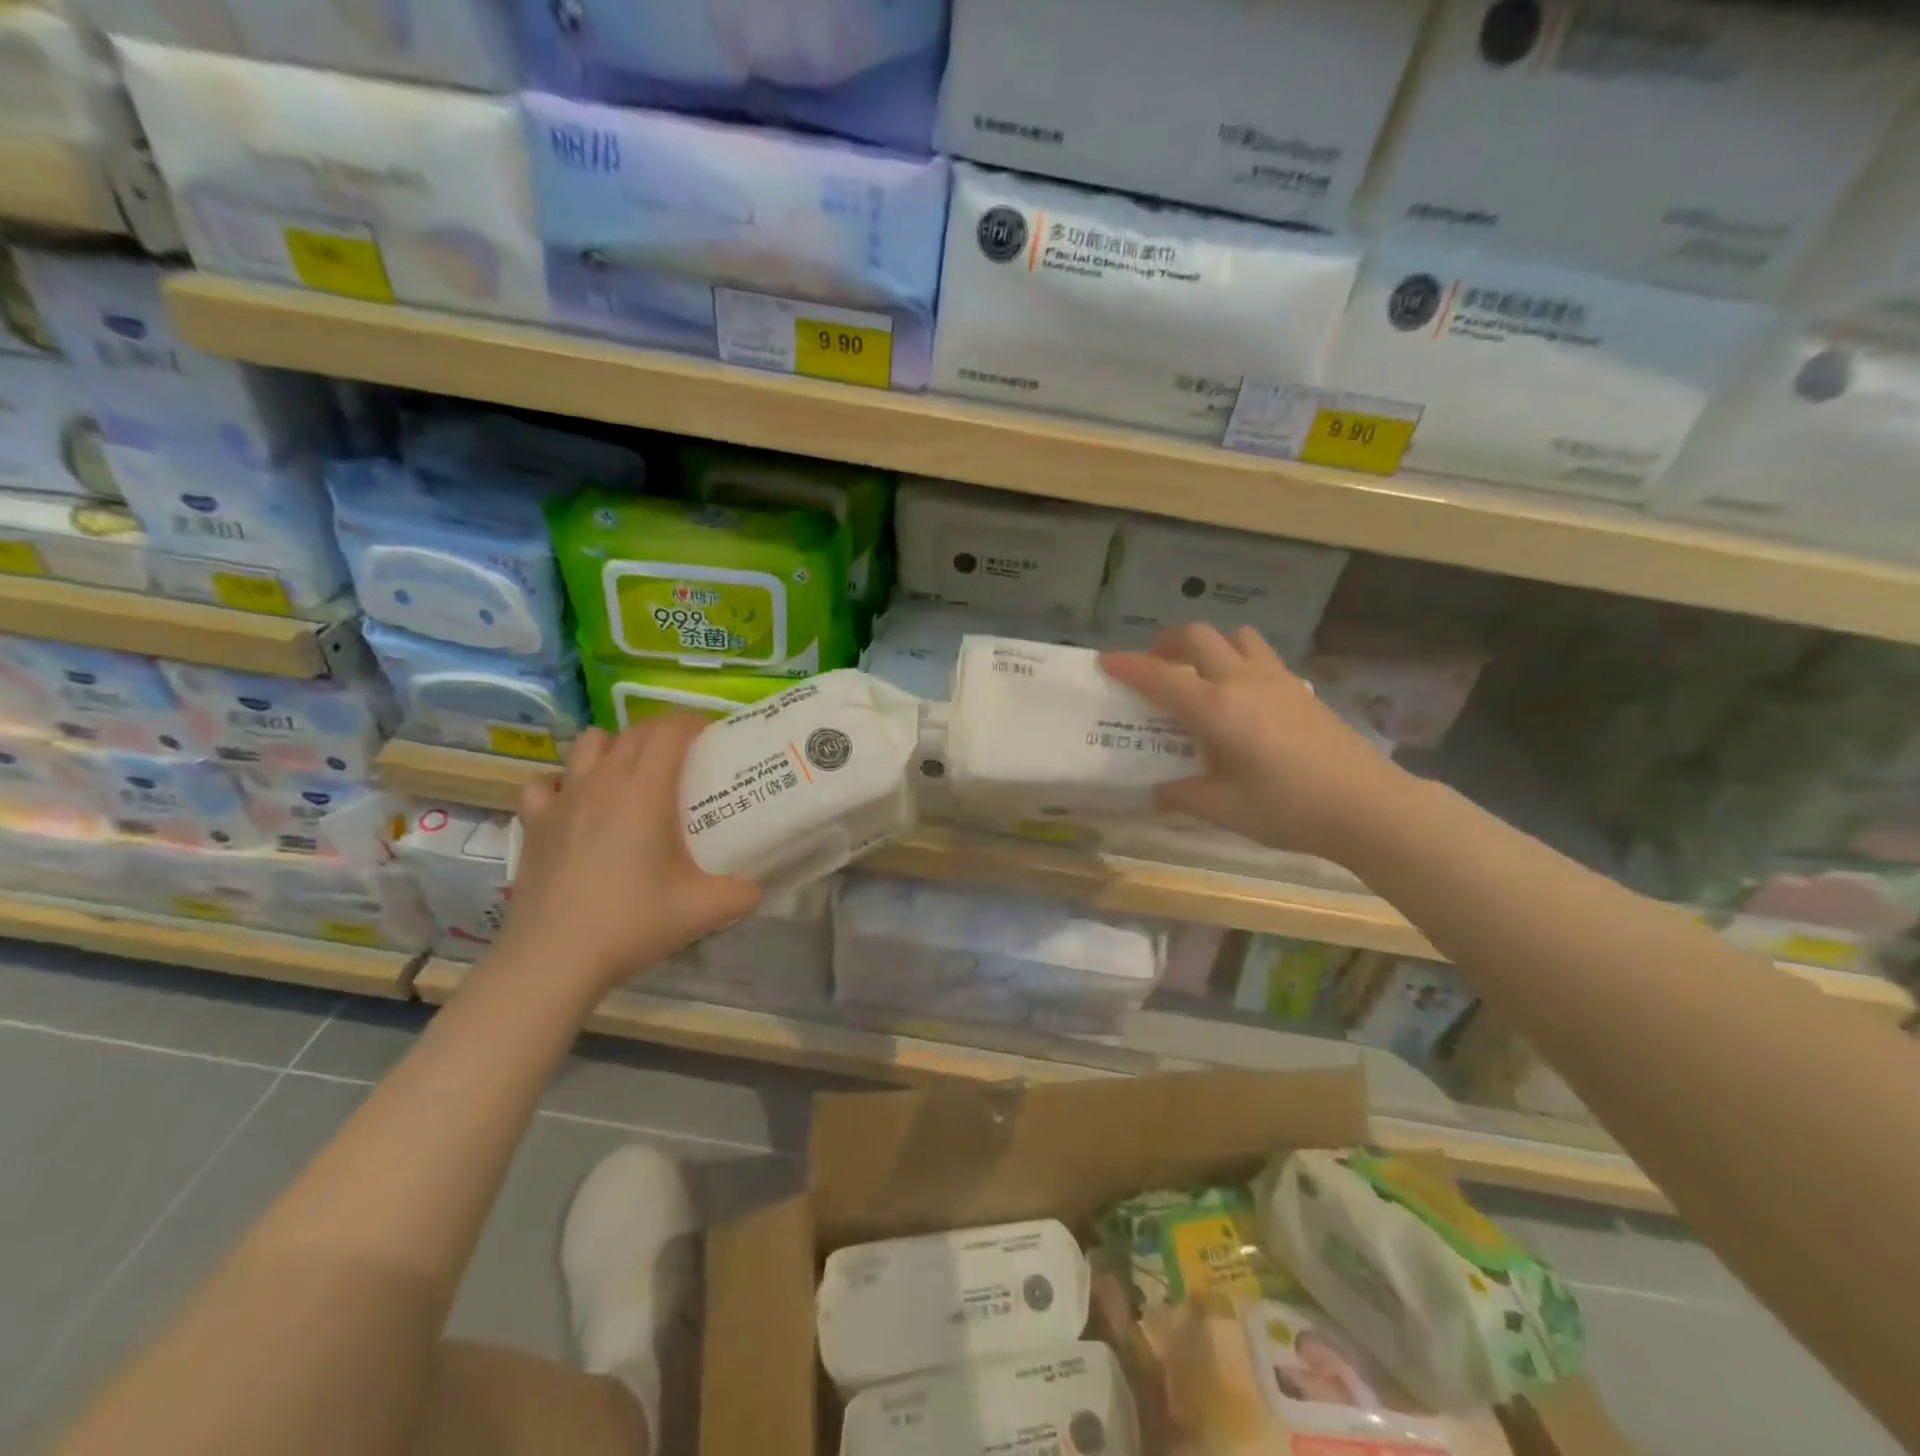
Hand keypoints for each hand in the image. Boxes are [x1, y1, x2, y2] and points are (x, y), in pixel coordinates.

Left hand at [500, 716, 760, 996]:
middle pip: (634, 731)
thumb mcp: (705, 910)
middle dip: (663, 732)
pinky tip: (576, 805)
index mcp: (645, 791)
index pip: (669, 730)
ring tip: (632, 773)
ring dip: (615, 747)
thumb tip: (759, 887)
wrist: (555, 958)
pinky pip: (546, 783)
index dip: (693, 722)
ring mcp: (563, 798)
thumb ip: (742, 893)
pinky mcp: (534, 822)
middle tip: (686, 756)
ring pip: (590, 744)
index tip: (712, 736)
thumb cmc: (632, 922)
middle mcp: (603, 781)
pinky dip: (564, 783)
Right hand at [1101, 624, 1411, 862]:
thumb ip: (1183, 796)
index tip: (1105, 661)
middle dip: (1167, 643)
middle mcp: (1241, 681)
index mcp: (1215, 709)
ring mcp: (1275, 679)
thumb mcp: (1224, 810)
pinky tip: (1241, 695)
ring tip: (1199, 671)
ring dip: (1209, 644)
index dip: (1128, 666)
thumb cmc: (1288, 808)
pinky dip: (1238, 658)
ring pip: (1235, 636)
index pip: (1160, 677)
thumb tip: (1156, 792)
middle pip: (1198, 637)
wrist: (1367, 805)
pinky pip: (1260, 654)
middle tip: (1154, 665)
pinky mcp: (1299, 687)